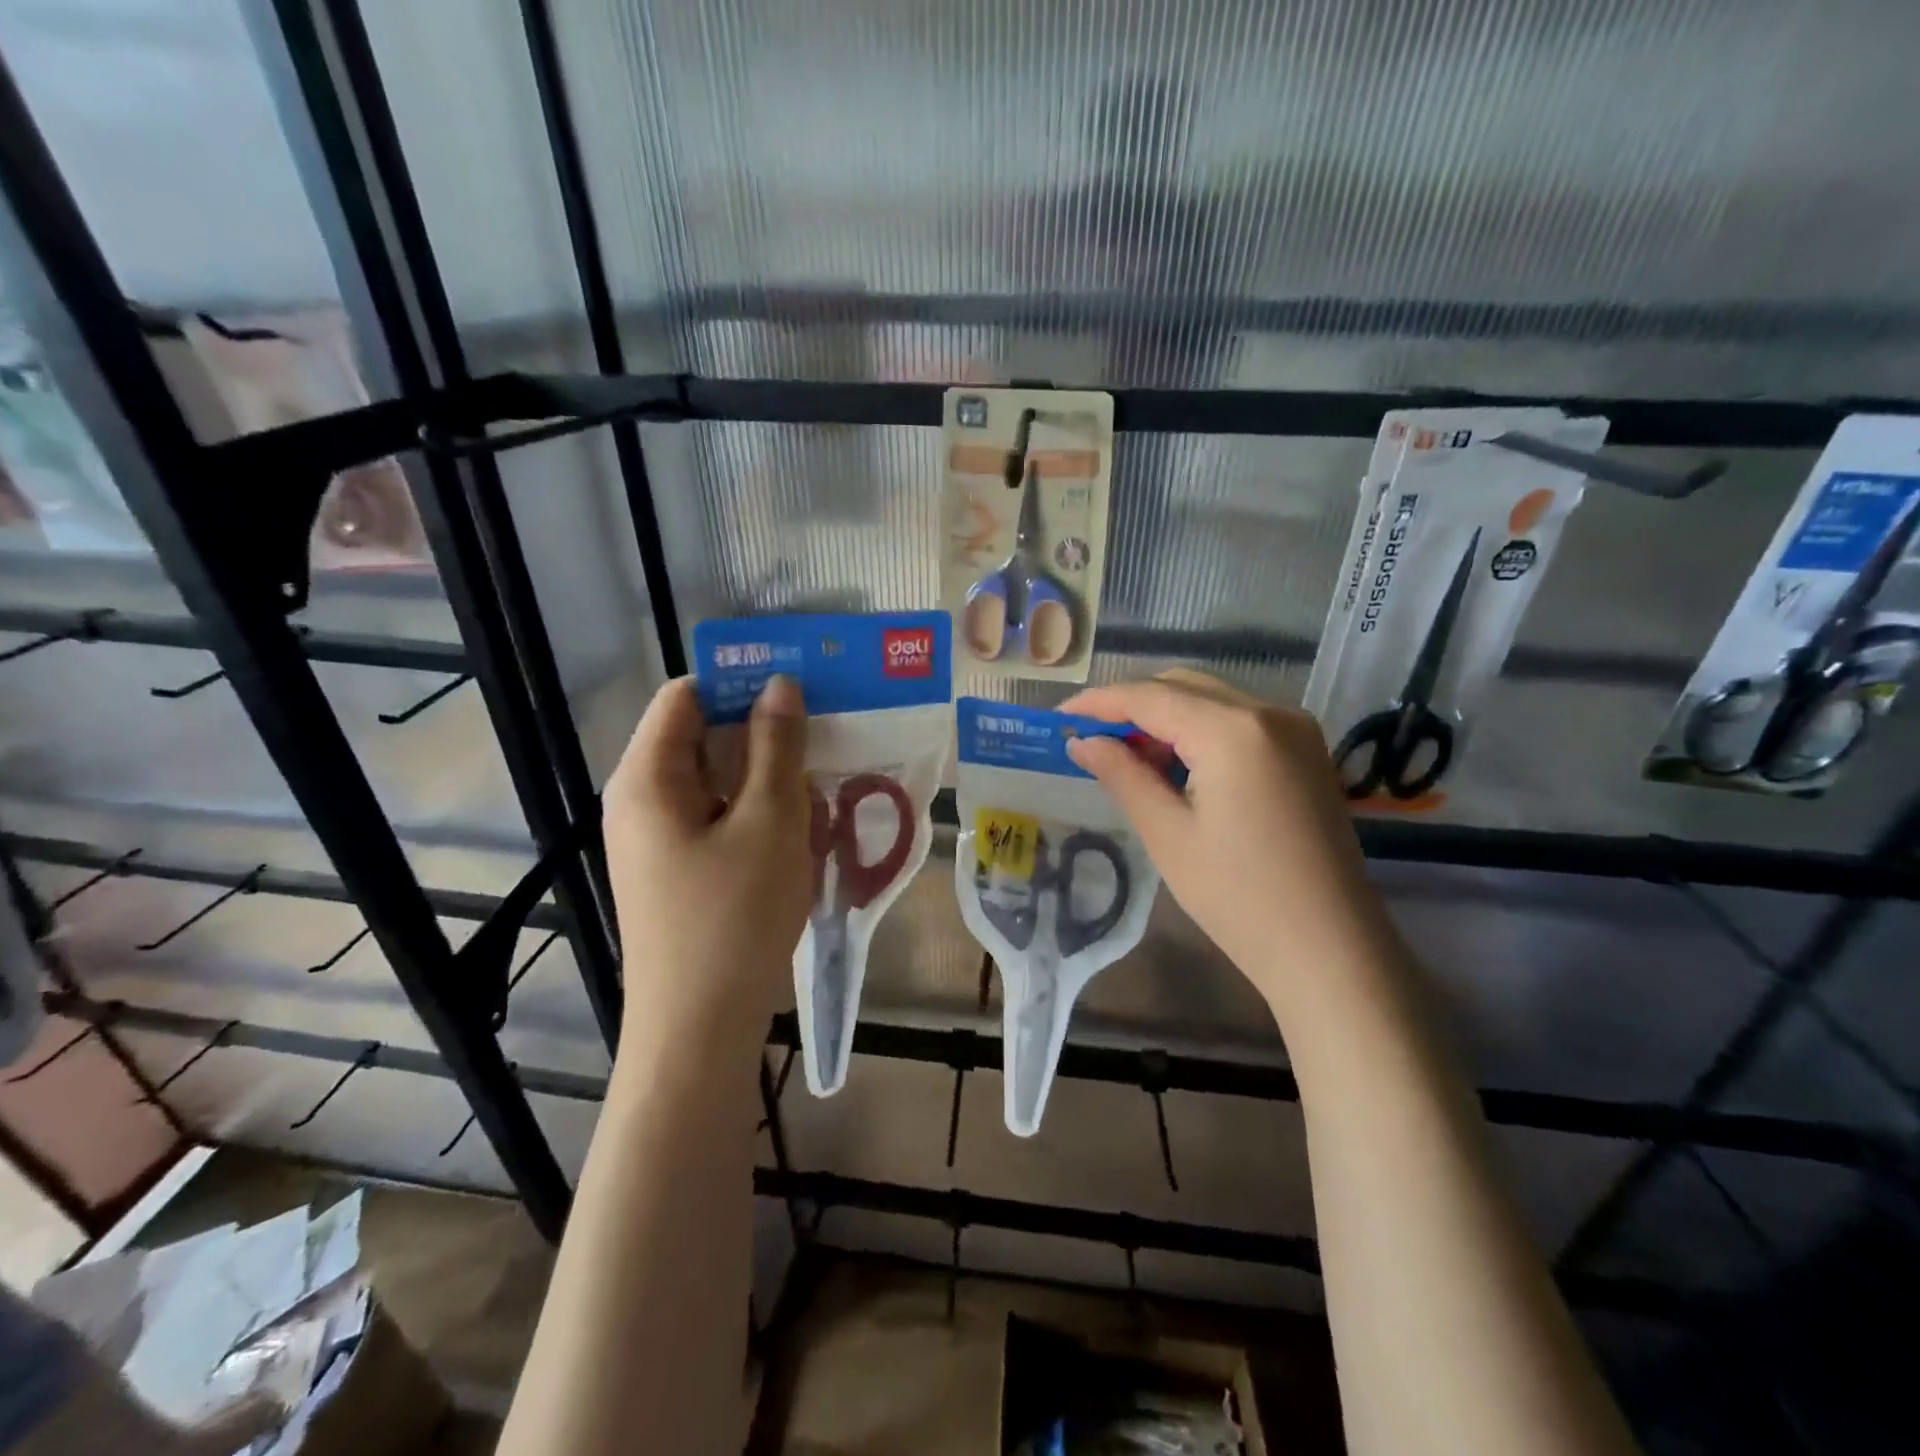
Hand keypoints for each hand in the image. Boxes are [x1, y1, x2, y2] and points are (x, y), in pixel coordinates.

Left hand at [602, 676, 811, 1056]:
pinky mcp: (680, 872)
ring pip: (720, 783)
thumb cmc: (734, 918)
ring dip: (771, 778)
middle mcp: (643, 801)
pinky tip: (804, 831)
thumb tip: (780, 683)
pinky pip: (721, 821)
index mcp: (648, 777)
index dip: (741, 682)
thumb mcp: (769, 821)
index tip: (801, 688)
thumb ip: (776, 746)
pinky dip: (760, 814)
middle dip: (765, 734)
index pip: (687, 696)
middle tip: (828, 737)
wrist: (699, 1032)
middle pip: (704, 739)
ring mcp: (660, 841)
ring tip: (826, 786)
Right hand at [1060, 669, 1400, 1018]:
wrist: (1331, 949)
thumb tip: (1082, 742)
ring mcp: (1296, 729)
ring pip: (1212, 700)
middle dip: (1132, 706)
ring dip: (1166, 717)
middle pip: (1183, 686)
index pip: (1150, 697)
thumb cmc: (1239, 898)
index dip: (1099, 703)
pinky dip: (1200, 731)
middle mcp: (1270, 713)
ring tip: (1129, 758)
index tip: (1059, 717)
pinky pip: (1240, 721)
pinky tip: (1178, 767)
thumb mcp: (1168, 835)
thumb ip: (1123, 775)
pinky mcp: (1306, 751)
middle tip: (1090, 740)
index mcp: (1233, 731)